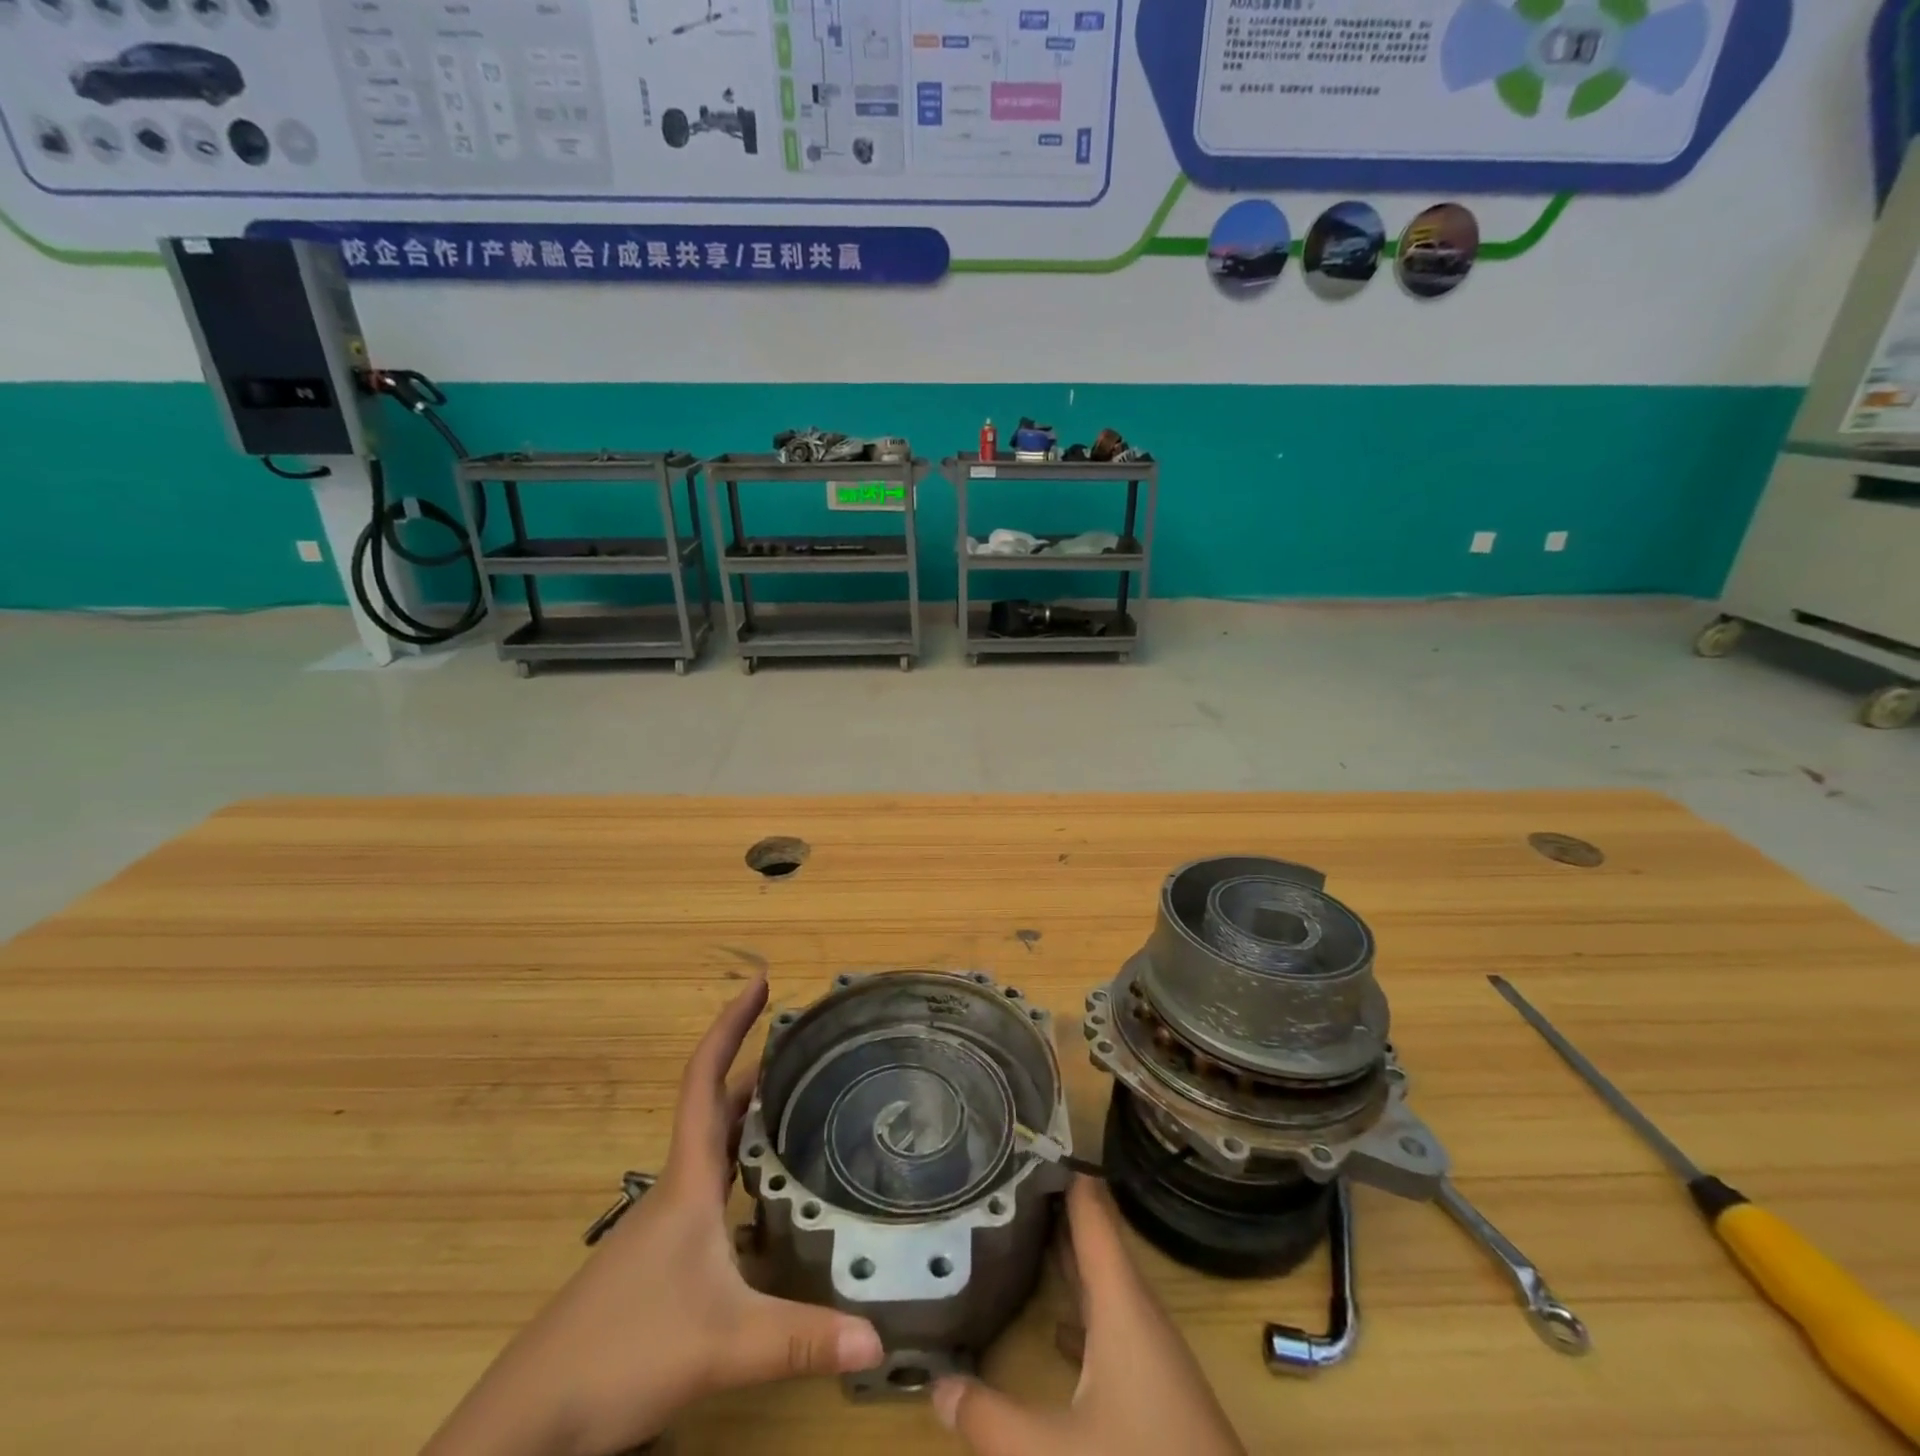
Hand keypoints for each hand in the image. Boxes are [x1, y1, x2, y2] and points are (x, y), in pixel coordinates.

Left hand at [423, 975, 884, 1455]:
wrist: (527, 1421)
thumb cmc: (622, 1353)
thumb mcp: (723, 1344)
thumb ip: (802, 1340)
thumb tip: (879, 1341)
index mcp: (688, 1180)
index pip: (705, 1078)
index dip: (731, 1024)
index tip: (761, 982)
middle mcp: (676, 1188)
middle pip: (716, 1106)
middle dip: (756, 1066)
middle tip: (807, 1046)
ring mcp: (664, 1224)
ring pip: (713, 1148)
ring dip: (749, 1116)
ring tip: (798, 1103)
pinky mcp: (660, 1258)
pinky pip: (711, 1188)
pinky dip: (742, 1167)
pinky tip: (768, 1197)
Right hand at [931, 1177, 1244, 1455]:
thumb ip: (990, 1419)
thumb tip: (935, 1384)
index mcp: (1121, 1301)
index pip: (1090, 1209)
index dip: (1059, 1169)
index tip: (1021, 1139)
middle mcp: (1135, 1310)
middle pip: (1092, 1237)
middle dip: (1050, 1205)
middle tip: (1001, 1175)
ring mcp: (1147, 1348)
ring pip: (1100, 1280)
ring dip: (1063, 1253)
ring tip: (1014, 1229)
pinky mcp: (1151, 1384)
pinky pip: (1107, 1320)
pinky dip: (1077, 1305)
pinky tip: (1051, 1321)